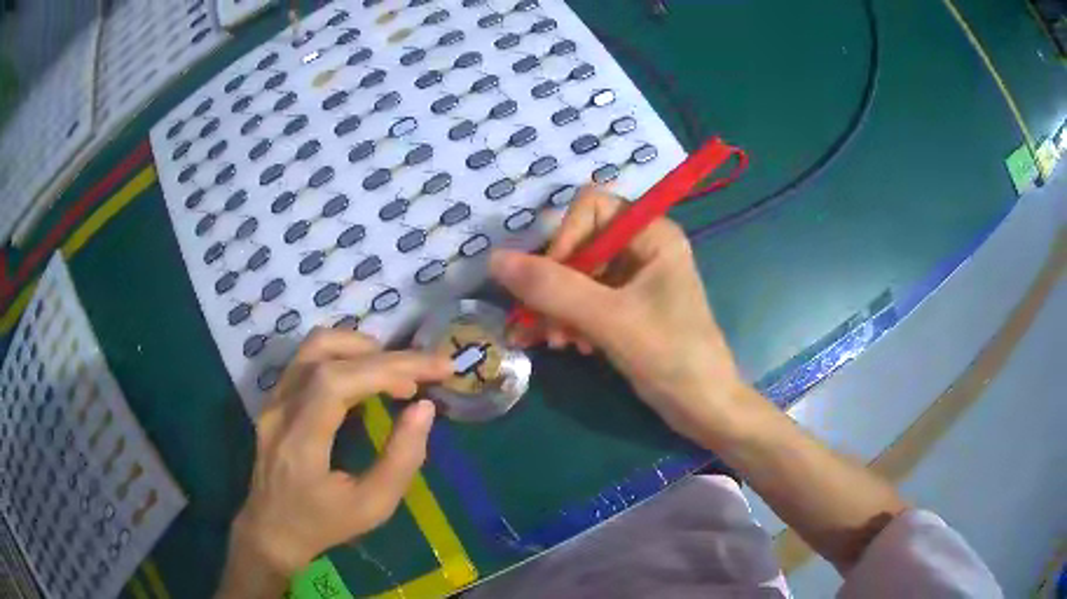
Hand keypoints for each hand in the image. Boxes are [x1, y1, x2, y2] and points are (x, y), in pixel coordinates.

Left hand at [217, 330, 451, 597]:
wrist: (272, 529)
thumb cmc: (325, 525)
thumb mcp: (373, 507)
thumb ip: (402, 459)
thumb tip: (425, 409)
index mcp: (300, 442)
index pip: (336, 382)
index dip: (386, 369)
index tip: (432, 374)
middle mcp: (280, 410)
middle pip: (329, 356)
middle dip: (388, 357)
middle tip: (428, 370)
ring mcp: (273, 399)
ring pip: (314, 346)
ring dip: (362, 348)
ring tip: (397, 370)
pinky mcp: (275, 397)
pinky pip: (309, 358)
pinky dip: (345, 355)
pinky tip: (367, 374)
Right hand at [489, 188, 749, 446]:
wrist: (704, 407)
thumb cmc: (670, 357)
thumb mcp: (609, 320)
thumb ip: (552, 288)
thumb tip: (495, 259)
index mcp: (652, 233)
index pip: (590, 208)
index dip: (565, 239)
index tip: (551, 283)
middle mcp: (643, 247)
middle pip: (579, 244)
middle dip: (556, 285)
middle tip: (541, 323)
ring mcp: (635, 278)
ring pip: (577, 276)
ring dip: (559, 308)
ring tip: (557, 343)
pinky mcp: (627, 306)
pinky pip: (585, 300)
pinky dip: (571, 321)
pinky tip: (571, 347)